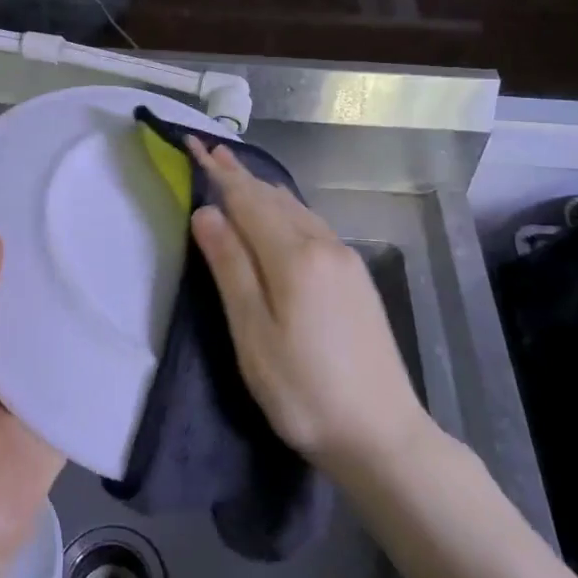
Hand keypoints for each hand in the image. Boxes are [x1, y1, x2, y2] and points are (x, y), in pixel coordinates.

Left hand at [0, 142, 64, 571]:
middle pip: (0, 263)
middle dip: (18, 220)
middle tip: (56, 177)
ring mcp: (22, 361)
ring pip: (45, 299)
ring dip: (64, 265)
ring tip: (102, 215)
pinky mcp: (60, 390)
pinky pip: (79, 346)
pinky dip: (97, 319)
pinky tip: (130, 283)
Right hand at [186, 140, 432, 480]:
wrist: (382, 433)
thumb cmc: (304, 392)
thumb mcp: (254, 336)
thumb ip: (231, 269)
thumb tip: (207, 213)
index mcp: (295, 257)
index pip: (248, 201)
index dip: (219, 174)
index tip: (195, 144)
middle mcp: (324, 246)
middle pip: (274, 200)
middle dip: (241, 175)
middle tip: (212, 152)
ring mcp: (346, 260)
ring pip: (297, 210)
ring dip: (264, 191)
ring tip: (239, 174)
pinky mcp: (357, 278)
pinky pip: (313, 226)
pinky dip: (287, 210)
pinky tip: (282, 215)